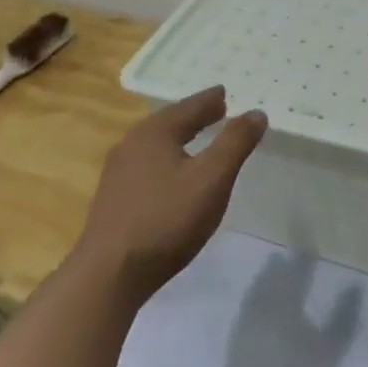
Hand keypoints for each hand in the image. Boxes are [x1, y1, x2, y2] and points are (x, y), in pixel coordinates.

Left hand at [76, 86, 267, 302]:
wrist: (110, 273)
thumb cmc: (167, 220)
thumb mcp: (212, 179)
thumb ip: (235, 143)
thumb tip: (256, 112)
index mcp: (154, 133)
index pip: (189, 107)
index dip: (210, 100)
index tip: (224, 93)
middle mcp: (131, 145)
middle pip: (169, 122)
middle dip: (195, 116)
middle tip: (217, 111)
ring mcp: (118, 173)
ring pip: (156, 145)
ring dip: (180, 138)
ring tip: (199, 140)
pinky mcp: (115, 199)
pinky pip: (148, 165)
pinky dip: (168, 160)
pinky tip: (174, 175)